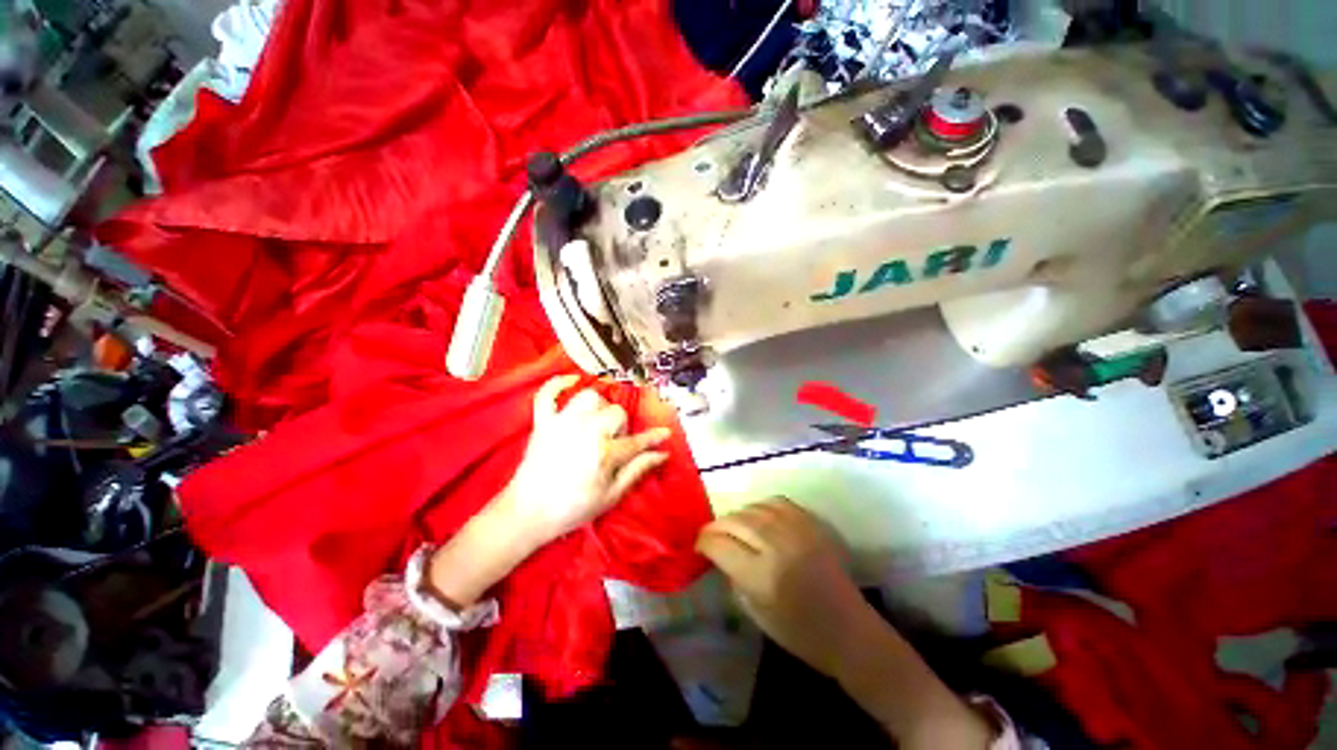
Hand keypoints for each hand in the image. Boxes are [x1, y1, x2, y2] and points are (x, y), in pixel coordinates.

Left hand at [499, 375, 672, 549]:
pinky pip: (548, 394)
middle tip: (615, 444)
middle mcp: (585, 431)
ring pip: (590, 397)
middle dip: (621, 427)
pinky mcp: (543, 422)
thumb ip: (638, 470)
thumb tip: (662, 453)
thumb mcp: (612, 495)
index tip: (664, 433)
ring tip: (598, 422)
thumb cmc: (573, 508)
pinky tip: (571, 381)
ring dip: (599, 407)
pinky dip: (559, 384)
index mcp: (604, 453)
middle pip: (616, 413)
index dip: (653, 438)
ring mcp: (562, 423)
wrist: (527, 513)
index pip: (636, 441)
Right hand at [696, 498, 870, 677]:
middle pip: (734, 521)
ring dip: (737, 516)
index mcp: (762, 576)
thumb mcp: (755, 613)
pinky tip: (758, 517)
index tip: (699, 546)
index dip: (703, 542)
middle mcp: (777, 546)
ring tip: (733, 527)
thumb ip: (733, 577)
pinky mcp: (811, 523)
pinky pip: (776, 502)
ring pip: (753, 508)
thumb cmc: (799, 633)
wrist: (849, 629)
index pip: (719, 544)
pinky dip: (760, 507)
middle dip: (716, 526)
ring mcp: (797, 530)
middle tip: (710, 535)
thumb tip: (719, 552)